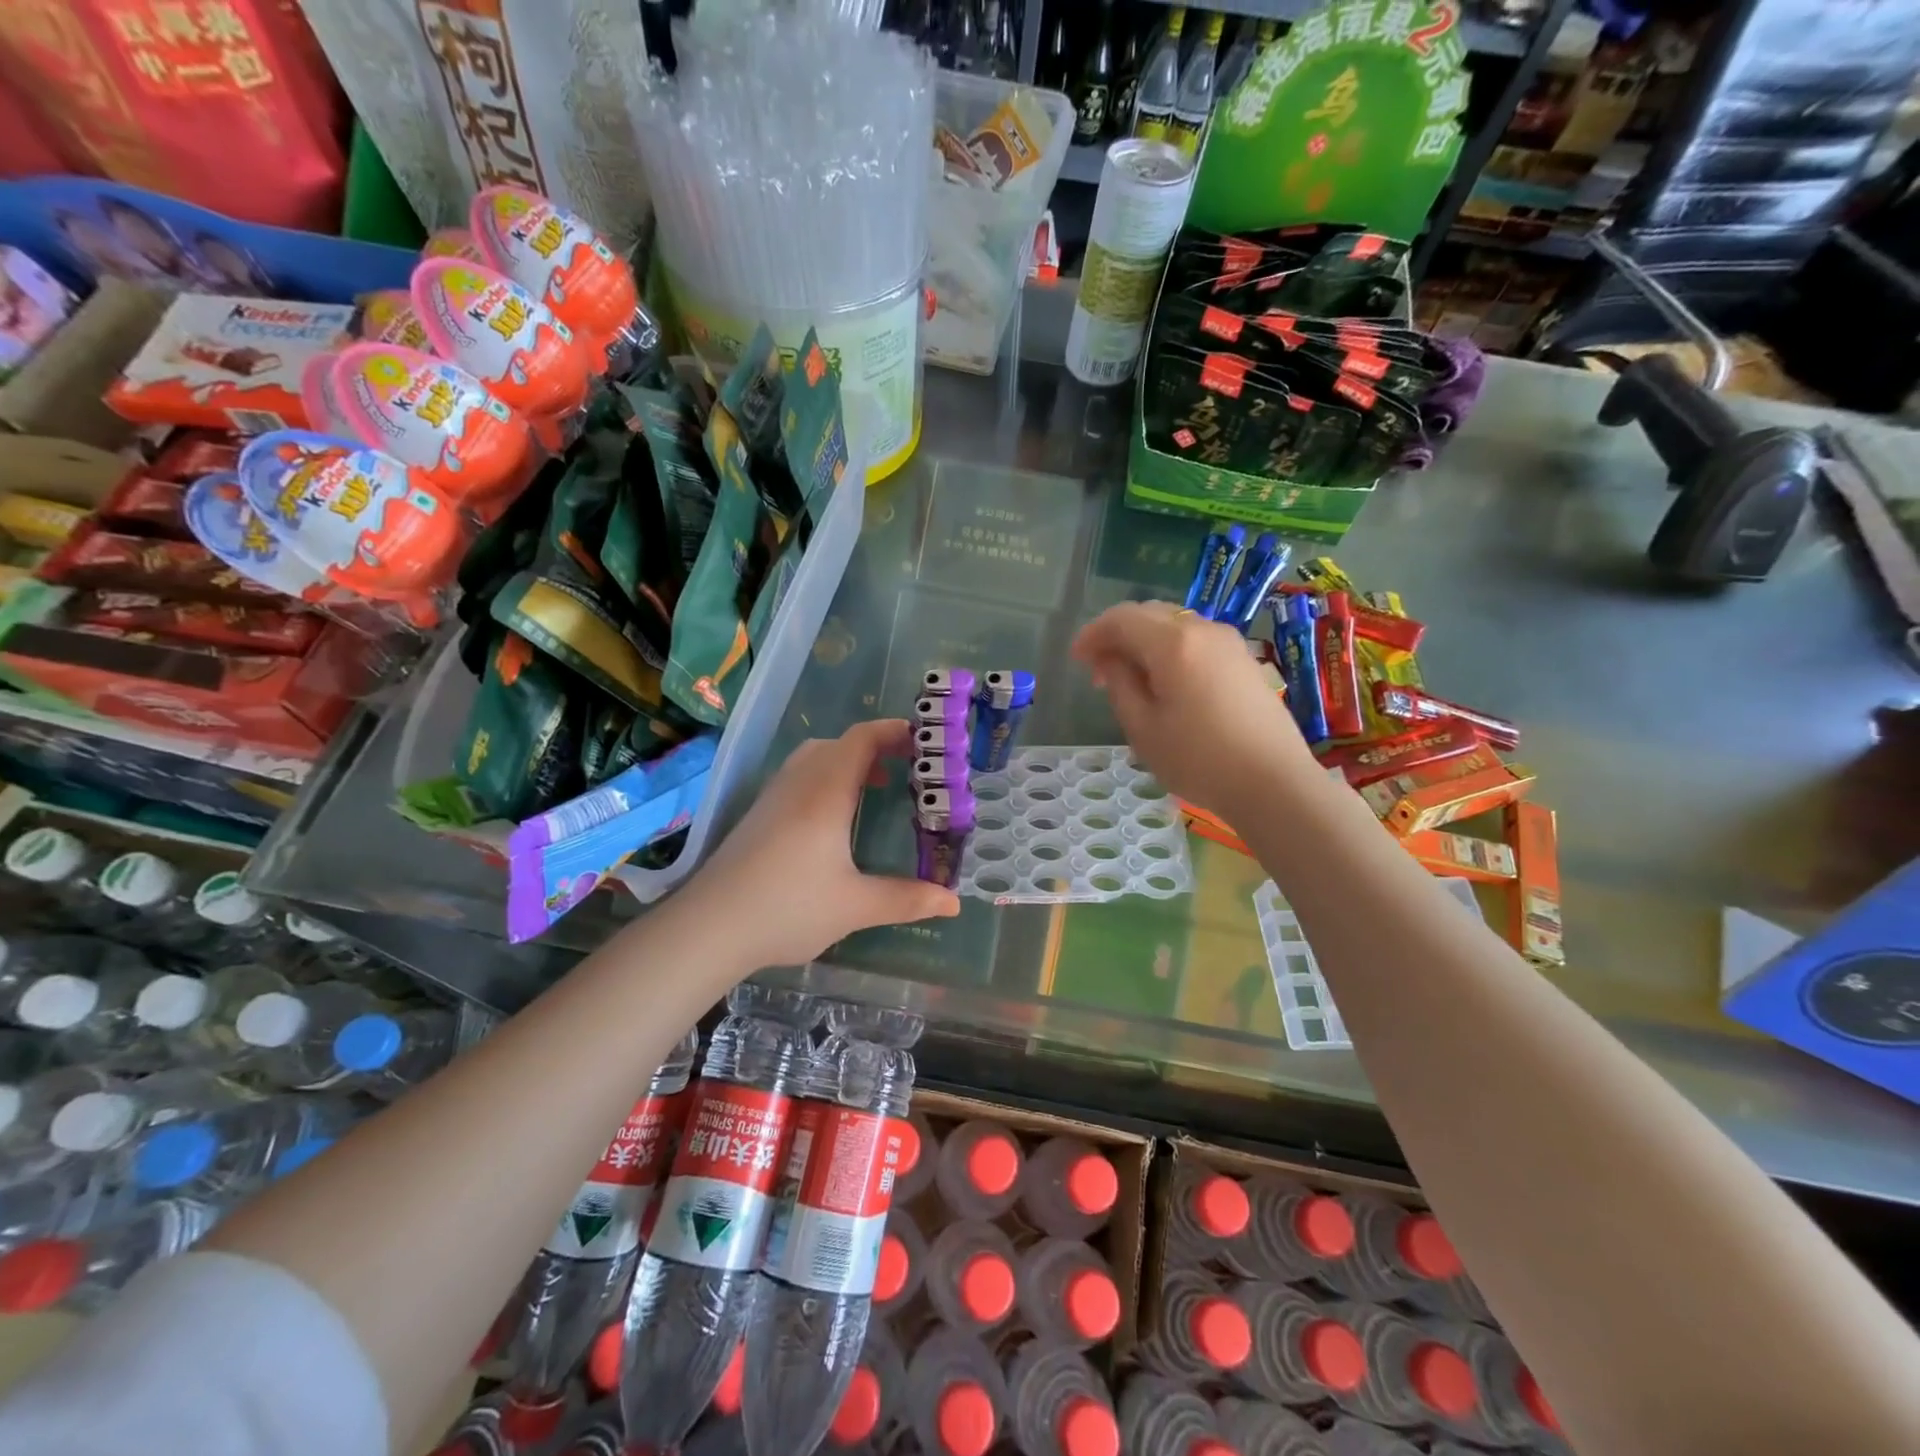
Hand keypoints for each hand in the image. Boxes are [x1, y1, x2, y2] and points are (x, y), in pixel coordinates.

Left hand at [678, 719, 960, 969]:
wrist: (709, 927)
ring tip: (874, 789)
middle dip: (875, 747)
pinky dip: (825, 779)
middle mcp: (798, 784)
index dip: (894, 732)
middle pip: (838, 744)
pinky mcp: (757, 816)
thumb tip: (954, 901)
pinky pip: (798, 778)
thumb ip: (906, 900)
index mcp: (825, 793)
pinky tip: (833, 820)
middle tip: (907, 769)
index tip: (925, 741)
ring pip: (814, 759)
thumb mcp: (855, 906)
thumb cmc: (787, 908)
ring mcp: (773, 798)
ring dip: (848, 763)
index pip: (861, 739)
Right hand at [1072, 601, 1316, 818]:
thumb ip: (1120, 684)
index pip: (1122, 618)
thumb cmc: (1199, 759)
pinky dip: (1171, 651)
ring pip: (1175, 626)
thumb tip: (1112, 660)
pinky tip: (1166, 684)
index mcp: (1173, 642)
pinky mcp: (1244, 660)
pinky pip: (1196, 641)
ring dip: (1145, 643)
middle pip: (1149, 614)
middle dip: (1118, 636)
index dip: (1093, 634)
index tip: (1077, 660)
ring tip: (1131, 681)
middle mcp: (1202, 629)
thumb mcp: (1142, 727)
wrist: (1274, 783)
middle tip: (1099, 672)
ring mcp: (1229, 643)